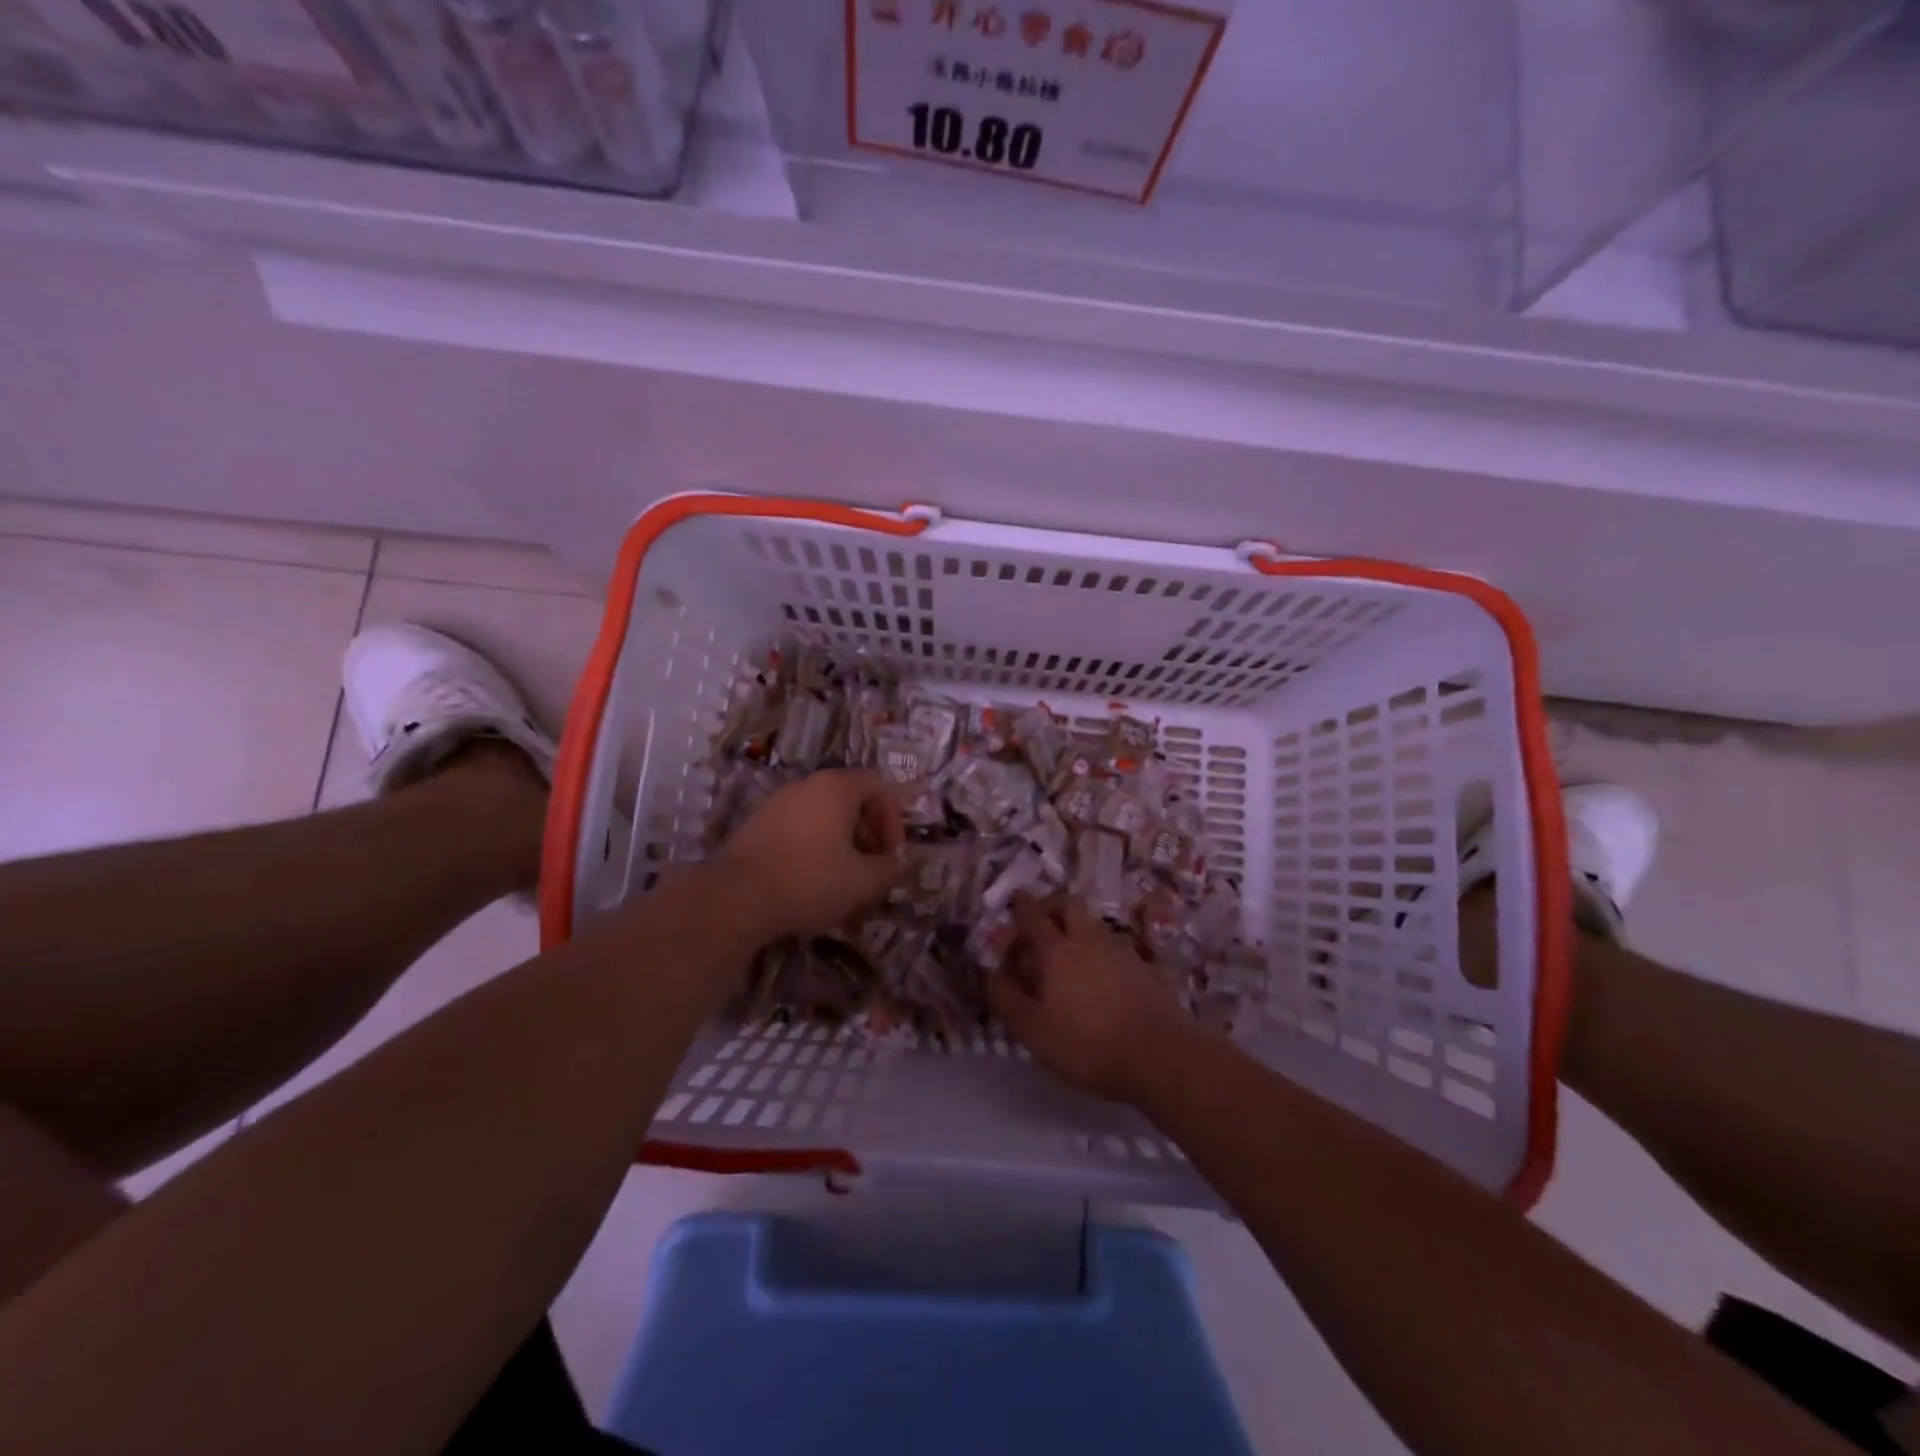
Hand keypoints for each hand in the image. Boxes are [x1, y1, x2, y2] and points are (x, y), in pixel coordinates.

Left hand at [718, 769, 905, 941]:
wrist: (737, 897)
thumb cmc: (810, 881)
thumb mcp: (863, 881)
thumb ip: (889, 867)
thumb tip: (894, 861)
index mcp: (837, 787)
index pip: (878, 785)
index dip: (893, 818)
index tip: (891, 854)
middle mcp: (807, 785)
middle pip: (850, 798)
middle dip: (867, 832)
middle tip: (870, 866)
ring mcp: (778, 801)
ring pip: (822, 814)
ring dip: (840, 841)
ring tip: (842, 877)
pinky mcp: (757, 823)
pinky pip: (798, 826)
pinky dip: (813, 845)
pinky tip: (809, 879)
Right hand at [988, 891, 1193, 1103]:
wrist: (1160, 1054)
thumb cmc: (1087, 1043)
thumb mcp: (1033, 1030)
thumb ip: (1007, 998)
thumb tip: (992, 973)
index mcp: (1055, 950)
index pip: (1032, 915)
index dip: (1020, 905)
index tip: (1014, 901)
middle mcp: (1086, 939)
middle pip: (1068, 904)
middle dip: (1051, 905)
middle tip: (1040, 921)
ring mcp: (1118, 950)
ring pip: (1092, 923)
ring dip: (1075, 927)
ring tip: (1066, 954)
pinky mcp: (1141, 967)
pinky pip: (1110, 945)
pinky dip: (1096, 950)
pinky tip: (1095, 976)